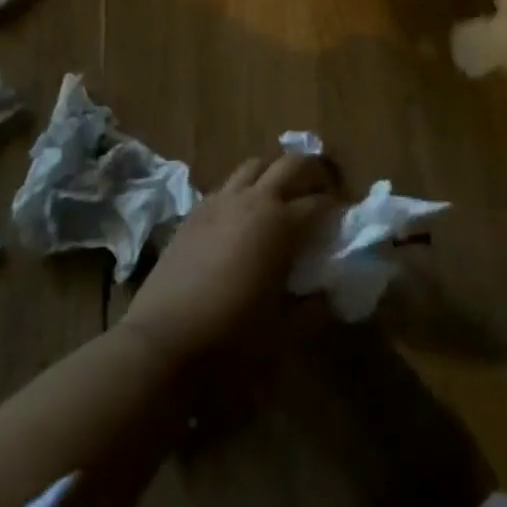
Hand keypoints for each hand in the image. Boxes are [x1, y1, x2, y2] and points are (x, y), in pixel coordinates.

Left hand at [123, 150, 335, 364]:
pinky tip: (242, 218)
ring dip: (274, 174)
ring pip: (255, 165)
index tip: (344, 223)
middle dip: (312, 172)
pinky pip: (226, 186)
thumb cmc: (231, 339)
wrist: (161, 343)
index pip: (321, 202)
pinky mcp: (195, 211)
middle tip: (321, 193)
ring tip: (280, 199)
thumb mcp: (284, 332)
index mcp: (282, 224)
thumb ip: (315, 309)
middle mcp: (254, 200)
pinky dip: (243, 191)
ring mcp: (220, 201)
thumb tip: (331, 295)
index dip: (338, 210)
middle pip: (291, 163)